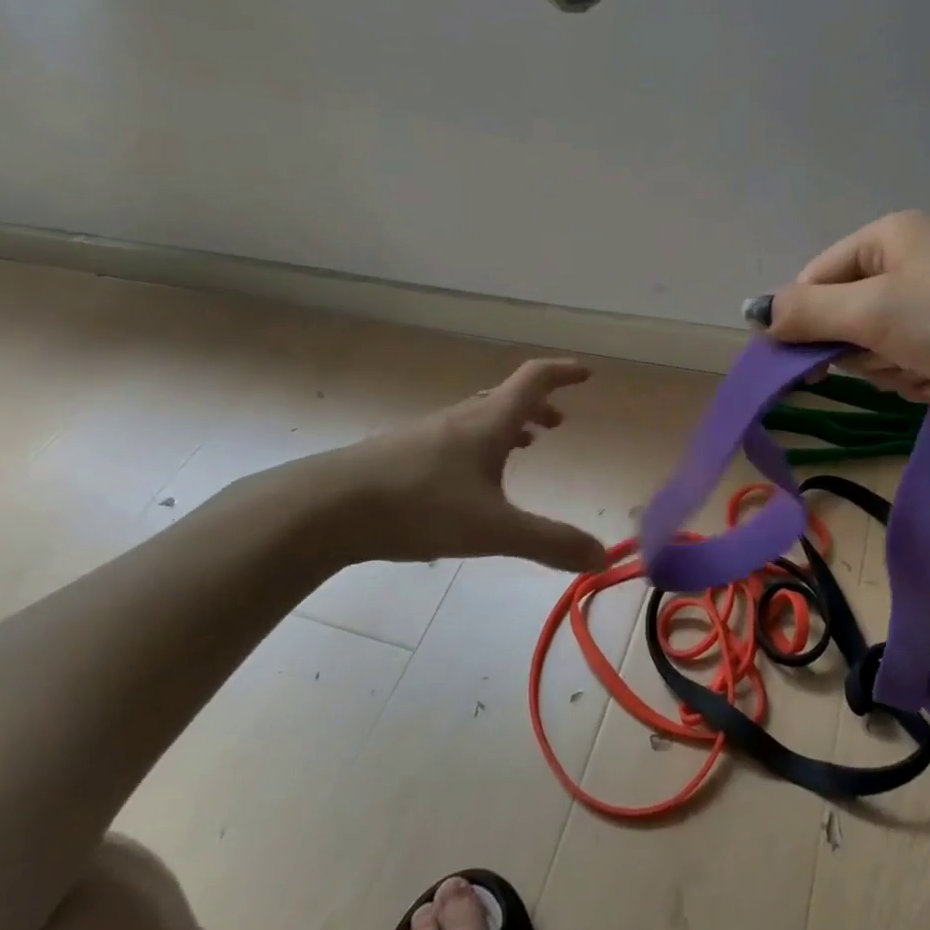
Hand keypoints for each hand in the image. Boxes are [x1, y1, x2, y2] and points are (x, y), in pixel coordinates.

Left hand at [228, 358, 608, 574]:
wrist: (328, 508)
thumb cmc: (419, 507)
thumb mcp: (493, 530)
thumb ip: (548, 543)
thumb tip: (601, 556)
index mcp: (489, 423)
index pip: (534, 380)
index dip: (563, 373)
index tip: (587, 374)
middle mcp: (461, 419)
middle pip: (507, 397)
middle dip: (538, 406)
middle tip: (558, 424)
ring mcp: (428, 434)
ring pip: (479, 416)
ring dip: (508, 424)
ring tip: (523, 447)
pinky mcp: (402, 454)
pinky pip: (456, 436)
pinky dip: (480, 443)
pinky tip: (469, 480)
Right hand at [753, 211, 929, 429]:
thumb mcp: (878, 312)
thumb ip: (809, 311)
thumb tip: (754, 312)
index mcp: (887, 237)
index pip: (814, 280)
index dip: (805, 325)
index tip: (806, 370)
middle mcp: (911, 258)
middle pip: (846, 315)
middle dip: (863, 351)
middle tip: (893, 362)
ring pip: (879, 344)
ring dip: (895, 370)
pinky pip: (915, 358)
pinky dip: (924, 378)